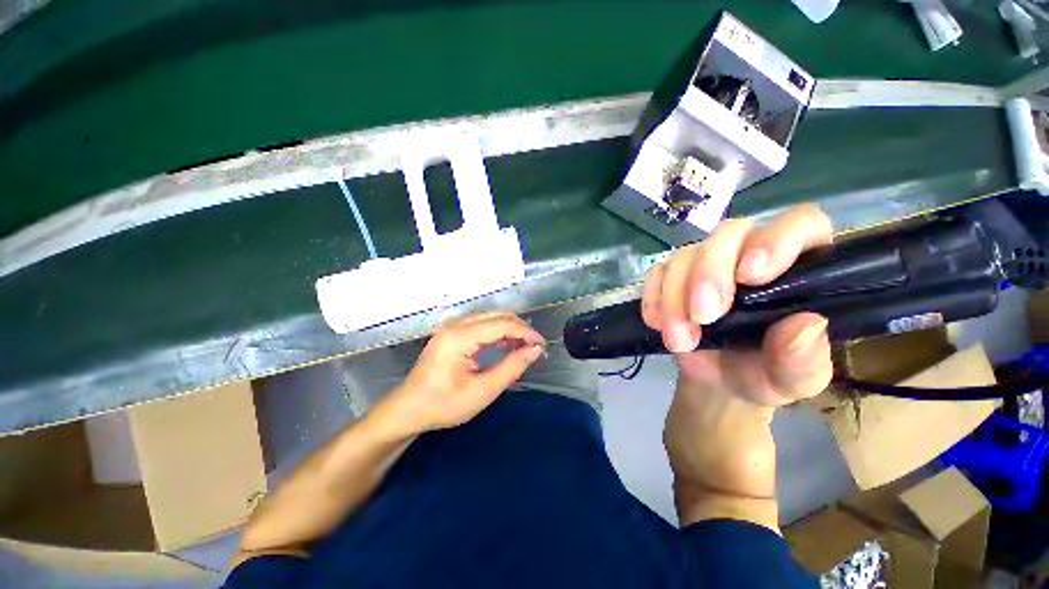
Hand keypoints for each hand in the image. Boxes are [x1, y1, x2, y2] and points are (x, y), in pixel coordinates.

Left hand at [380, 311, 545, 436]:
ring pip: (489, 317)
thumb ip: (512, 367)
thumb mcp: (483, 391)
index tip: (541, 344)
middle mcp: (455, 324)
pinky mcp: (451, 331)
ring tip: (523, 347)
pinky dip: (497, 331)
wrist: (409, 409)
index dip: (525, 332)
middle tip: (534, 346)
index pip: (502, 324)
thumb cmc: (444, 404)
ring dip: (509, 328)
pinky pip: (480, 323)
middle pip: (496, 315)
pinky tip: (505, 345)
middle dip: (519, 328)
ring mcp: (451, 326)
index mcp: (460, 337)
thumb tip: (535, 350)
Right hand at [642, 204, 834, 409]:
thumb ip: (804, 359)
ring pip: (686, 255)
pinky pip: (657, 272)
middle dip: (709, 274)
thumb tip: (805, 325)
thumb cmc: (765, 375)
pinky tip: (657, 323)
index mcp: (801, 268)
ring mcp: (707, 263)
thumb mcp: (794, 380)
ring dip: (675, 296)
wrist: (720, 382)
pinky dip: (654, 297)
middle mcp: (750, 254)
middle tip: (702, 317)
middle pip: (729, 233)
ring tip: (679, 340)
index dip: (775, 240)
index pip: (799, 225)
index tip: (751, 276)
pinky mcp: (674, 276)